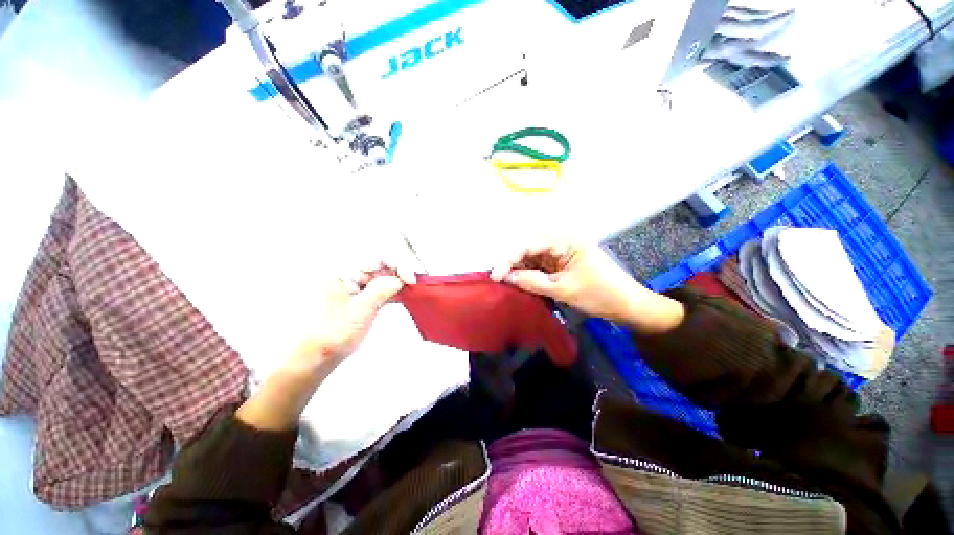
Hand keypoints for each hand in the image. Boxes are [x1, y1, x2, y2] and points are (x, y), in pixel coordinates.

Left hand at [237, 264, 411, 431]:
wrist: (319, 354)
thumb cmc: (333, 333)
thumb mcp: (361, 309)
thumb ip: (382, 289)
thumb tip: (400, 278)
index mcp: (343, 271)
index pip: (377, 258)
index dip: (398, 264)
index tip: (410, 278)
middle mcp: (349, 273)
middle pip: (382, 263)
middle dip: (402, 269)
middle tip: (416, 280)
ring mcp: (356, 283)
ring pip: (385, 274)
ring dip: (400, 279)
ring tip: (414, 286)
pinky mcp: (362, 294)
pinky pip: (382, 285)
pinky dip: (395, 289)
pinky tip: (404, 293)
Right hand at [490, 240, 683, 332]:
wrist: (627, 306)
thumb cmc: (600, 295)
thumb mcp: (563, 289)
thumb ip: (532, 282)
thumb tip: (506, 278)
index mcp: (565, 241)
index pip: (530, 245)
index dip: (509, 259)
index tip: (495, 276)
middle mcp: (562, 243)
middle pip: (529, 250)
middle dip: (513, 264)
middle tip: (497, 280)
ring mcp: (562, 254)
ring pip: (533, 259)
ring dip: (520, 270)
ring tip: (505, 283)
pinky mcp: (562, 265)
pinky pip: (541, 267)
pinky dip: (530, 275)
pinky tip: (520, 283)